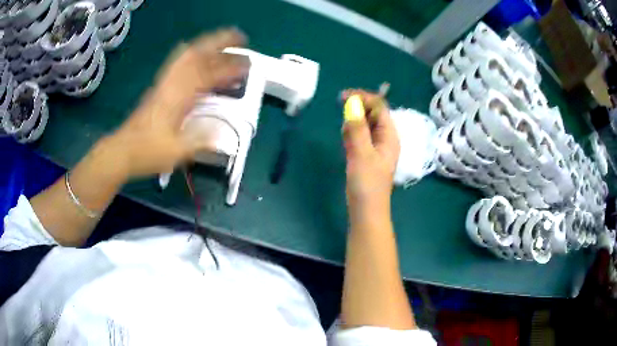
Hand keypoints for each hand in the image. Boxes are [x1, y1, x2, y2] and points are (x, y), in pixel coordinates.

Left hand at [106, 29, 247, 178]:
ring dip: (205, 45)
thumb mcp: (177, 152)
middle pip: (196, 54)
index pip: (208, 75)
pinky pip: (177, 63)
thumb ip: (200, 140)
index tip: (246, 64)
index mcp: (178, 98)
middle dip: (219, 43)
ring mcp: (164, 83)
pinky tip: (196, 56)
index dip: (229, 67)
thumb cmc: (148, 152)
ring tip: (221, 44)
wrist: (122, 150)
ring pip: (186, 55)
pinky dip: (190, 54)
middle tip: (238, 39)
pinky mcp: (159, 87)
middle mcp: (172, 84)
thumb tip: (222, 134)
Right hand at [341, 90, 399, 215]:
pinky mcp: (367, 155)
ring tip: (346, 138)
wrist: (366, 211)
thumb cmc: (367, 184)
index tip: (342, 97)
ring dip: (354, 124)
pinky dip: (352, 135)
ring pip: (365, 125)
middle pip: (373, 114)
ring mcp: (376, 147)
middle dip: (357, 111)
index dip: (363, 98)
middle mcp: (385, 138)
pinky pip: (360, 137)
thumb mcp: (361, 154)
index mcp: (390, 136)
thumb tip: (352, 104)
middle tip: (343, 121)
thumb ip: (357, 128)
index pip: (380, 107)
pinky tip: (346, 144)